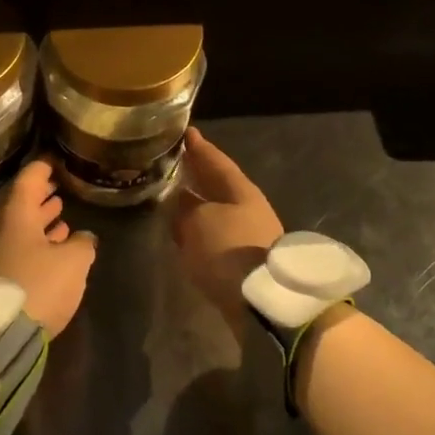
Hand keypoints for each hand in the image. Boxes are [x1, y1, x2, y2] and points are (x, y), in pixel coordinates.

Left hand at [0, 161, 95, 337]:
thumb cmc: (35, 286)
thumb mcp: (72, 263)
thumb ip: (82, 245)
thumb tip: (83, 238)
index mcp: (17, 214)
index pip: (30, 178)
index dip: (45, 168)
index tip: (56, 161)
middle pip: (21, 204)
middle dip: (42, 197)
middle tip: (59, 190)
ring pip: (18, 230)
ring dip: (39, 224)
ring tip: (60, 220)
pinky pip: (15, 251)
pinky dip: (33, 245)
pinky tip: (49, 253)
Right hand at [170, 128, 282, 326]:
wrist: (262, 302)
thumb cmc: (229, 249)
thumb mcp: (198, 221)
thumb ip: (185, 207)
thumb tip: (180, 200)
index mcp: (240, 190)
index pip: (216, 160)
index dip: (199, 147)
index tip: (186, 132)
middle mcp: (247, 208)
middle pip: (218, 185)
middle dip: (197, 174)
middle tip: (175, 161)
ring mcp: (248, 235)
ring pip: (215, 210)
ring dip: (196, 204)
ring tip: (172, 197)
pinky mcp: (244, 262)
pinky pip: (215, 235)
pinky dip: (199, 229)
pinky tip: (184, 231)